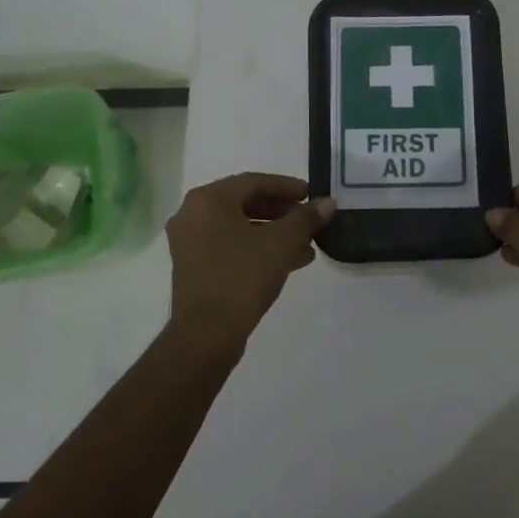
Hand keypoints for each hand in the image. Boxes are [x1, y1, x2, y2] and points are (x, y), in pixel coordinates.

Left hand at [166, 173, 333, 350]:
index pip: (254, 182)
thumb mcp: (281, 243)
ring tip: (307, 244)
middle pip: (245, 203)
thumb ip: (306, 218)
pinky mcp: (194, 267)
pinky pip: (231, 245)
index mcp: (208, 200)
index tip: (312, 195)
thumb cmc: (242, 277)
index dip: (287, 187)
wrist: (206, 335)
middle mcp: (193, 215)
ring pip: (240, 227)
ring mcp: (190, 243)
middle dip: (282, 212)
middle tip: (309, 219)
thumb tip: (329, 203)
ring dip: (274, 232)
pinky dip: (258, 248)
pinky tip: (290, 261)